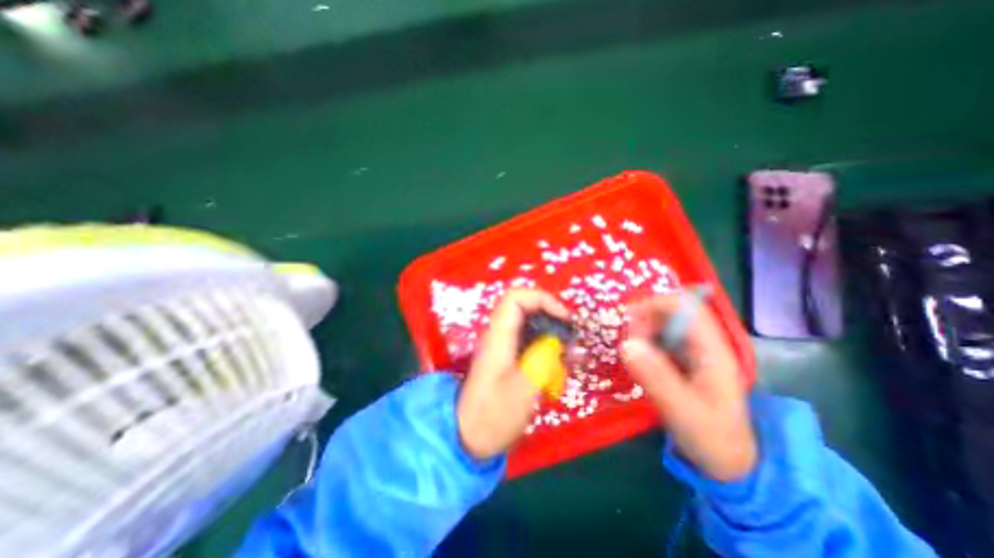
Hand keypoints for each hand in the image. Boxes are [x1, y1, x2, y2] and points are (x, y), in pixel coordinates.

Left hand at [456, 289, 565, 459]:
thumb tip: (556, 342)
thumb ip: (542, 360)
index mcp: (498, 337)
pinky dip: (546, 349)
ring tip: (568, 357)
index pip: (516, 298)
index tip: (564, 319)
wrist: (468, 437)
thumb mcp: (524, 391)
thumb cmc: (493, 416)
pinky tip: (557, 369)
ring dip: (551, 335)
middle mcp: (499, 335)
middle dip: (552, 318)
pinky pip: (529, 342)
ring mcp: (502, 346)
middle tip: (570, 339)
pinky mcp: (507, 358)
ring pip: (530, 325)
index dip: (542, 299)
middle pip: (525, 308)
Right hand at [619, 293, 757, 481]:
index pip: (686, 307)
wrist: (727, 461)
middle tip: (624, 342)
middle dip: (643, 319)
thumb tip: (626, 344)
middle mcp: (701, 344)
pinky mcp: (679, 360)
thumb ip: (656, 378)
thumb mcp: (683, 411)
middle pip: (669, 312)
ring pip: (660, 325)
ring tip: (626, 352)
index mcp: (712, 350)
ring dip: (639, 331)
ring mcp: (690, 352)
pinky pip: (656, 340)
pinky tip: (631, 358)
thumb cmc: (712, 438)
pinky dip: (640, 342)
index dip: (655, 304)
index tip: (628, 320)